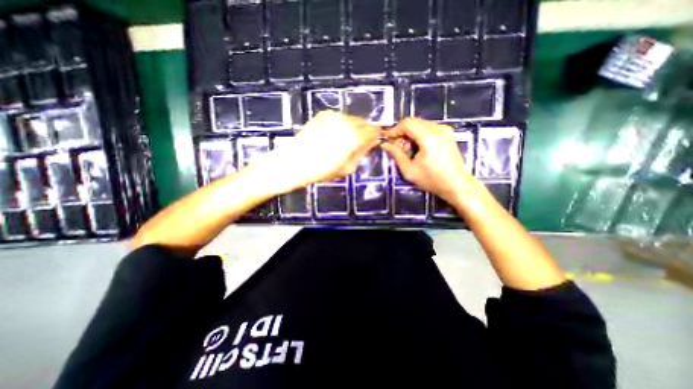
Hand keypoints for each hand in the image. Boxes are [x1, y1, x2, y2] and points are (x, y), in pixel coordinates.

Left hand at [262, 111, 378, 191]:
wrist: (294, 162)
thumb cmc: (322, 170)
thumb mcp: (347, 168)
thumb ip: (361, 153)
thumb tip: (369, 144)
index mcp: (353, 137)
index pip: (373, 130)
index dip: (376, 135)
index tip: (374, 141)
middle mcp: (345, 122)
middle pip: (363, 122)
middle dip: (365, 131)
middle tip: (360, 142)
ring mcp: (333, 116)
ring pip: (351, 118)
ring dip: (353, 127)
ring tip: (345, 139)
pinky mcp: (323, 115)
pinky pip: (339, 117)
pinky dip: (341, 124)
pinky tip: (334, 134)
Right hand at [381, 117, 473, 204]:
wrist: (457, 184)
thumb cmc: (432, 180)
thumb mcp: (409, 170)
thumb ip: (396, 155)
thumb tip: (385, 144)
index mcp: (429, 137)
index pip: (407, 123)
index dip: (395, 130)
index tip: (388, 140)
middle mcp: (438, 129)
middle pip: (413, 122)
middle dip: (402, 133)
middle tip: (398, 147)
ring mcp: (445, 129)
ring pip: (420, 124)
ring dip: (410, 134)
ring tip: (409, 150)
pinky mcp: (448, 133)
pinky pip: (428, 128)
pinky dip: (419, 135)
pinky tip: (419, 148)